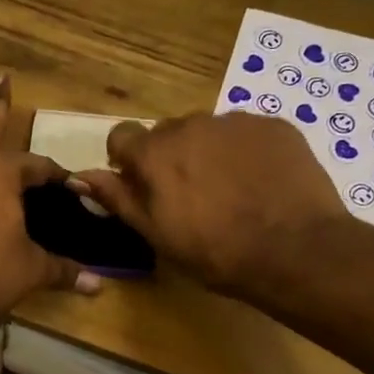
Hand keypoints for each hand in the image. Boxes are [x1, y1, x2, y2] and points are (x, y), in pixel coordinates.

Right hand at [70, 113, 347, 299]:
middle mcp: (191, 124)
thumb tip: (78, 176)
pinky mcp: (274, 125)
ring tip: (229, 191)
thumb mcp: (156, 233)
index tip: (139, 185)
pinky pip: (246, 133)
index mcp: (155, 152)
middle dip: (170, 157)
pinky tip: (258, 184)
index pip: (121, 135)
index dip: (126, 160)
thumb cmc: (214, 251)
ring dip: (208, 153)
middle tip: (189, 196)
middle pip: (167, 133)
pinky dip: (244, 152)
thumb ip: (117, 198)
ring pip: (208, 132)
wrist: (294, 249)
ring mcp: (236, 122)